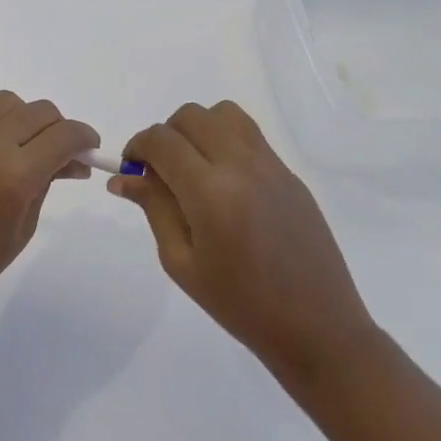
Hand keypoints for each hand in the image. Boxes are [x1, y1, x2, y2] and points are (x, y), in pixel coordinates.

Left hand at [0, 90, 99, 340]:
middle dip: (57, 129)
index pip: (64, 135)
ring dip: (23, 117)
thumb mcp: (23, 228)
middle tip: (57, 154)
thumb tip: (71, 161)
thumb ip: (47, 184)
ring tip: (20, 145)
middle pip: (40, 112)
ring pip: (7, 100)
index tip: (89, 149)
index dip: (84, 138)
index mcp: (16, 175)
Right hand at [110, 102, 376, 386]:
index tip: (132, 168)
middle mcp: (241, 165)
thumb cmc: (240, 305)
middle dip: (166, 135)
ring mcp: (271, 165)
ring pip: (224, 113)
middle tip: (161, 172)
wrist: (317, 327)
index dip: (137, 146)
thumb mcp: (182, 263)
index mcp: (210, 193)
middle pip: (191, 116)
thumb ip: (154, 209)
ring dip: (198, 129)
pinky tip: (224, 183)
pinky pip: (249, 134)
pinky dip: (225, 140)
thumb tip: (123, 177)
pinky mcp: (289, 173)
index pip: (162, 140)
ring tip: (194, 168)